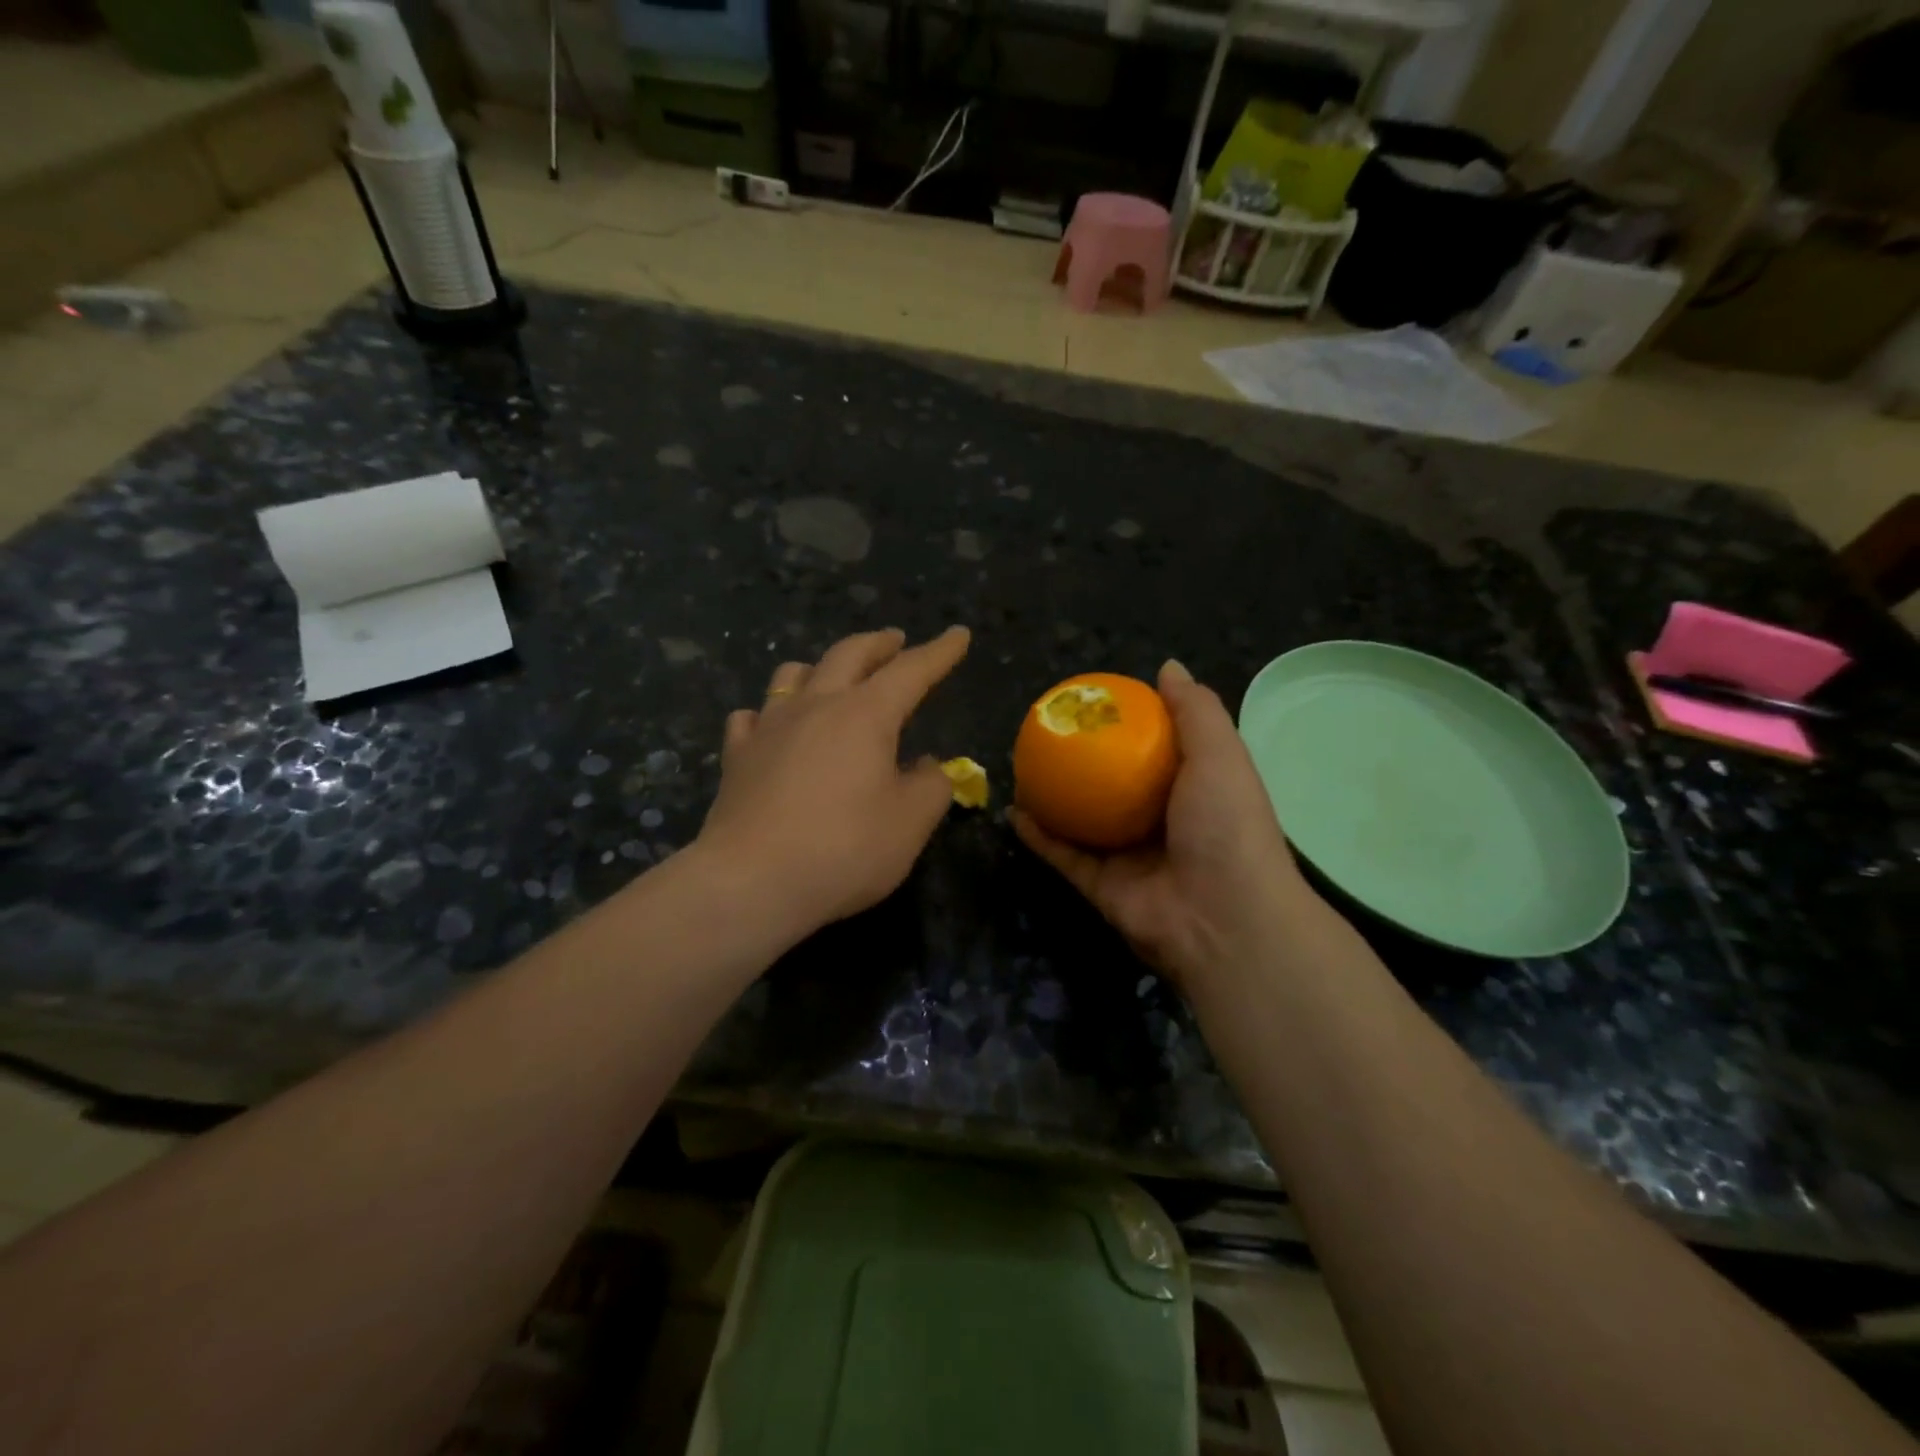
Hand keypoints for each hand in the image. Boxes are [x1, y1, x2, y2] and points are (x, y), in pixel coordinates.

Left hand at [696, 626, 969, 938]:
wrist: (751, 881)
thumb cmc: (844, 849)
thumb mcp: (911, 823)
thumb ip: (931, 787)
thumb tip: (927, 766)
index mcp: (866, 714)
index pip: (911, 670)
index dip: (939, 652)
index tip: (958, 634)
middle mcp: (816, 706)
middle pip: (849, 655)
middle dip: (879, 644)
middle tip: (895, 640)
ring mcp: (770, 727)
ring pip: (793, 674)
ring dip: (820, 667)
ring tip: (832, 676)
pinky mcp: (737, 756)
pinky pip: (752, 716)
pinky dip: (769, 712)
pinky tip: (771, 725)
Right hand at [1012, 659, 1317, 990]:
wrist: (1221, 918)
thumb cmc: (1225, 826)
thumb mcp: (1221, 755)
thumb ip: (1196, 711)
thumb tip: (1167, 667)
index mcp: (1192, 789)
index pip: (1157, 750)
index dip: (1129, 725)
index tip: (1096, 702)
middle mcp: (1159, 821)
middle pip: (1113, 785)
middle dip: (1083, 761)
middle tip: (1049, 733)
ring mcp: (1128, 856)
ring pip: (1082, 821)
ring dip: (1053, 797)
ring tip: (1022, 766)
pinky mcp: (1100, 886)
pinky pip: (1063, 855)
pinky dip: (1038, 835)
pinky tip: (1013, 810)